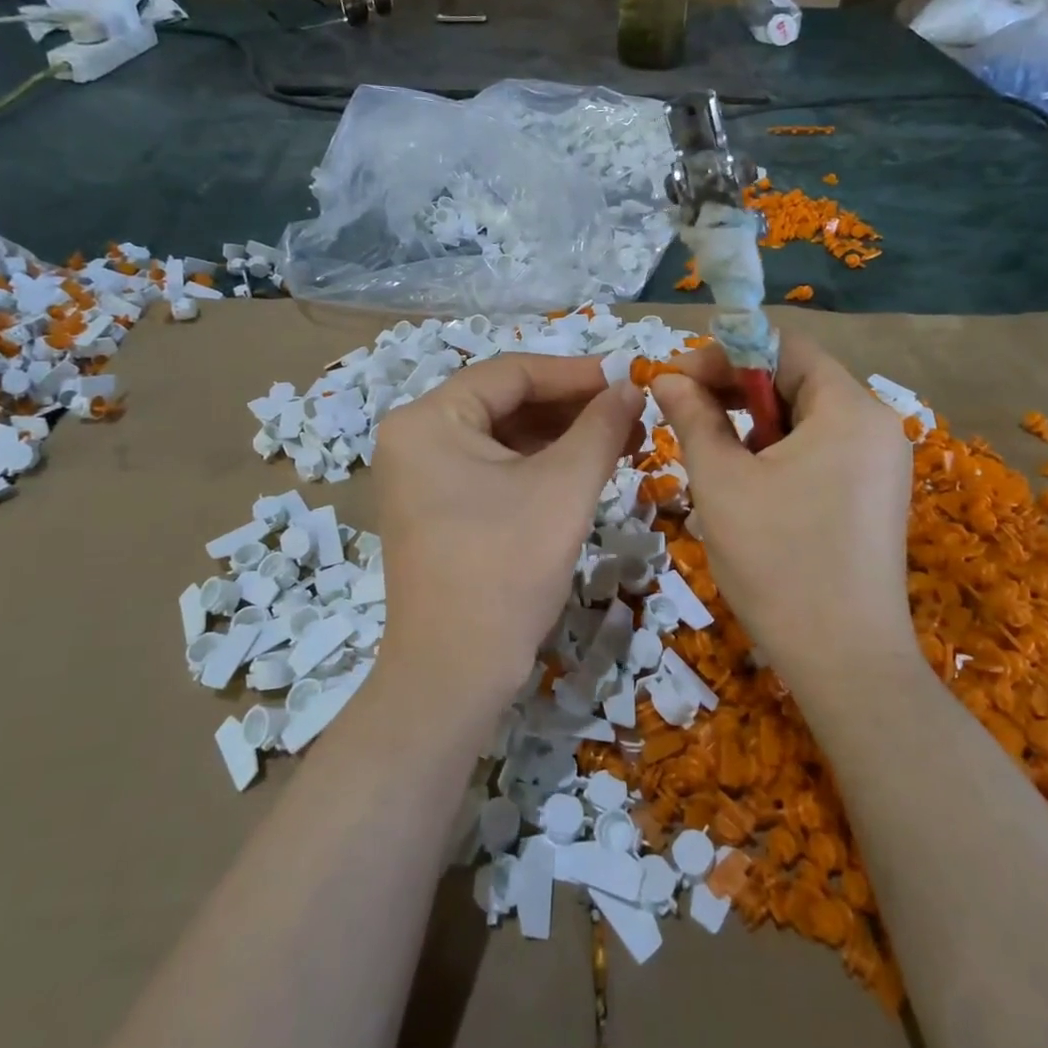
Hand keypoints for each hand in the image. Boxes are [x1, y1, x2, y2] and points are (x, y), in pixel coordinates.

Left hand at [371, 355, 644, 725]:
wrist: (454, 674)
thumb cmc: (505, 570)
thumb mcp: (563, 489)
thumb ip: (601, 427)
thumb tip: (632, 386)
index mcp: (428, 420)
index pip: (511, 373)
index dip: (576, 373)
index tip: (630, 377)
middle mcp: (415, 438)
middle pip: (505, 402)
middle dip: (573, 407)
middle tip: (632, 414)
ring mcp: (422, 475)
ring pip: (503, 436)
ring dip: (562, 436)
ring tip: (622, 441)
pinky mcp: (437, 507)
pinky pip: (493, 468)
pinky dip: (539, 465)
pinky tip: (586, 468)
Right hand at [649, 334, 917, 679]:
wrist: (845, 662)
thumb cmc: (777, 562)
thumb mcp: (721, 481)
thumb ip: (692, 416)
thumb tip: (666, 376)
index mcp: (849, 408)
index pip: (783, 347)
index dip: (723, 354)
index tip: (676, 380)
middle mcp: (875, 425)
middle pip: (795, 380)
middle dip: (733, 390)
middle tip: (682, 414)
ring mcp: (881, 464)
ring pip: (804, 419)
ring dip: (751, 425)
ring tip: (711, 458)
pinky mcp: (874, 496)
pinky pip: (820, 452)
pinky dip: (777, 454)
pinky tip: (748, 489)